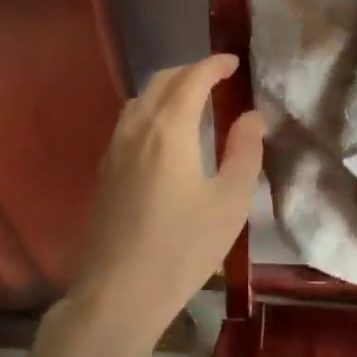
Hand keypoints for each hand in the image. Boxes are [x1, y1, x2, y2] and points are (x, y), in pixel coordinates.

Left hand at [67, 54, 264, 356]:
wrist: (117, 294)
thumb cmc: (182, 248)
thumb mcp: (230, 202)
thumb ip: (244, 151)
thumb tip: (252, 116)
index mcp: (169, 128)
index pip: (192, 78)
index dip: (214, 64)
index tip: (234, 63)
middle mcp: (137, 127)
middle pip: (162, 80)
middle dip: (190, 71)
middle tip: (217, 78)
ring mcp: (114, 148)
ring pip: (141, 99)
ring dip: (167, 88)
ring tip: (192, 101)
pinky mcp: (104, 170)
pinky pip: (129, 120)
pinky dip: (151, 109)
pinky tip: (163, 135)